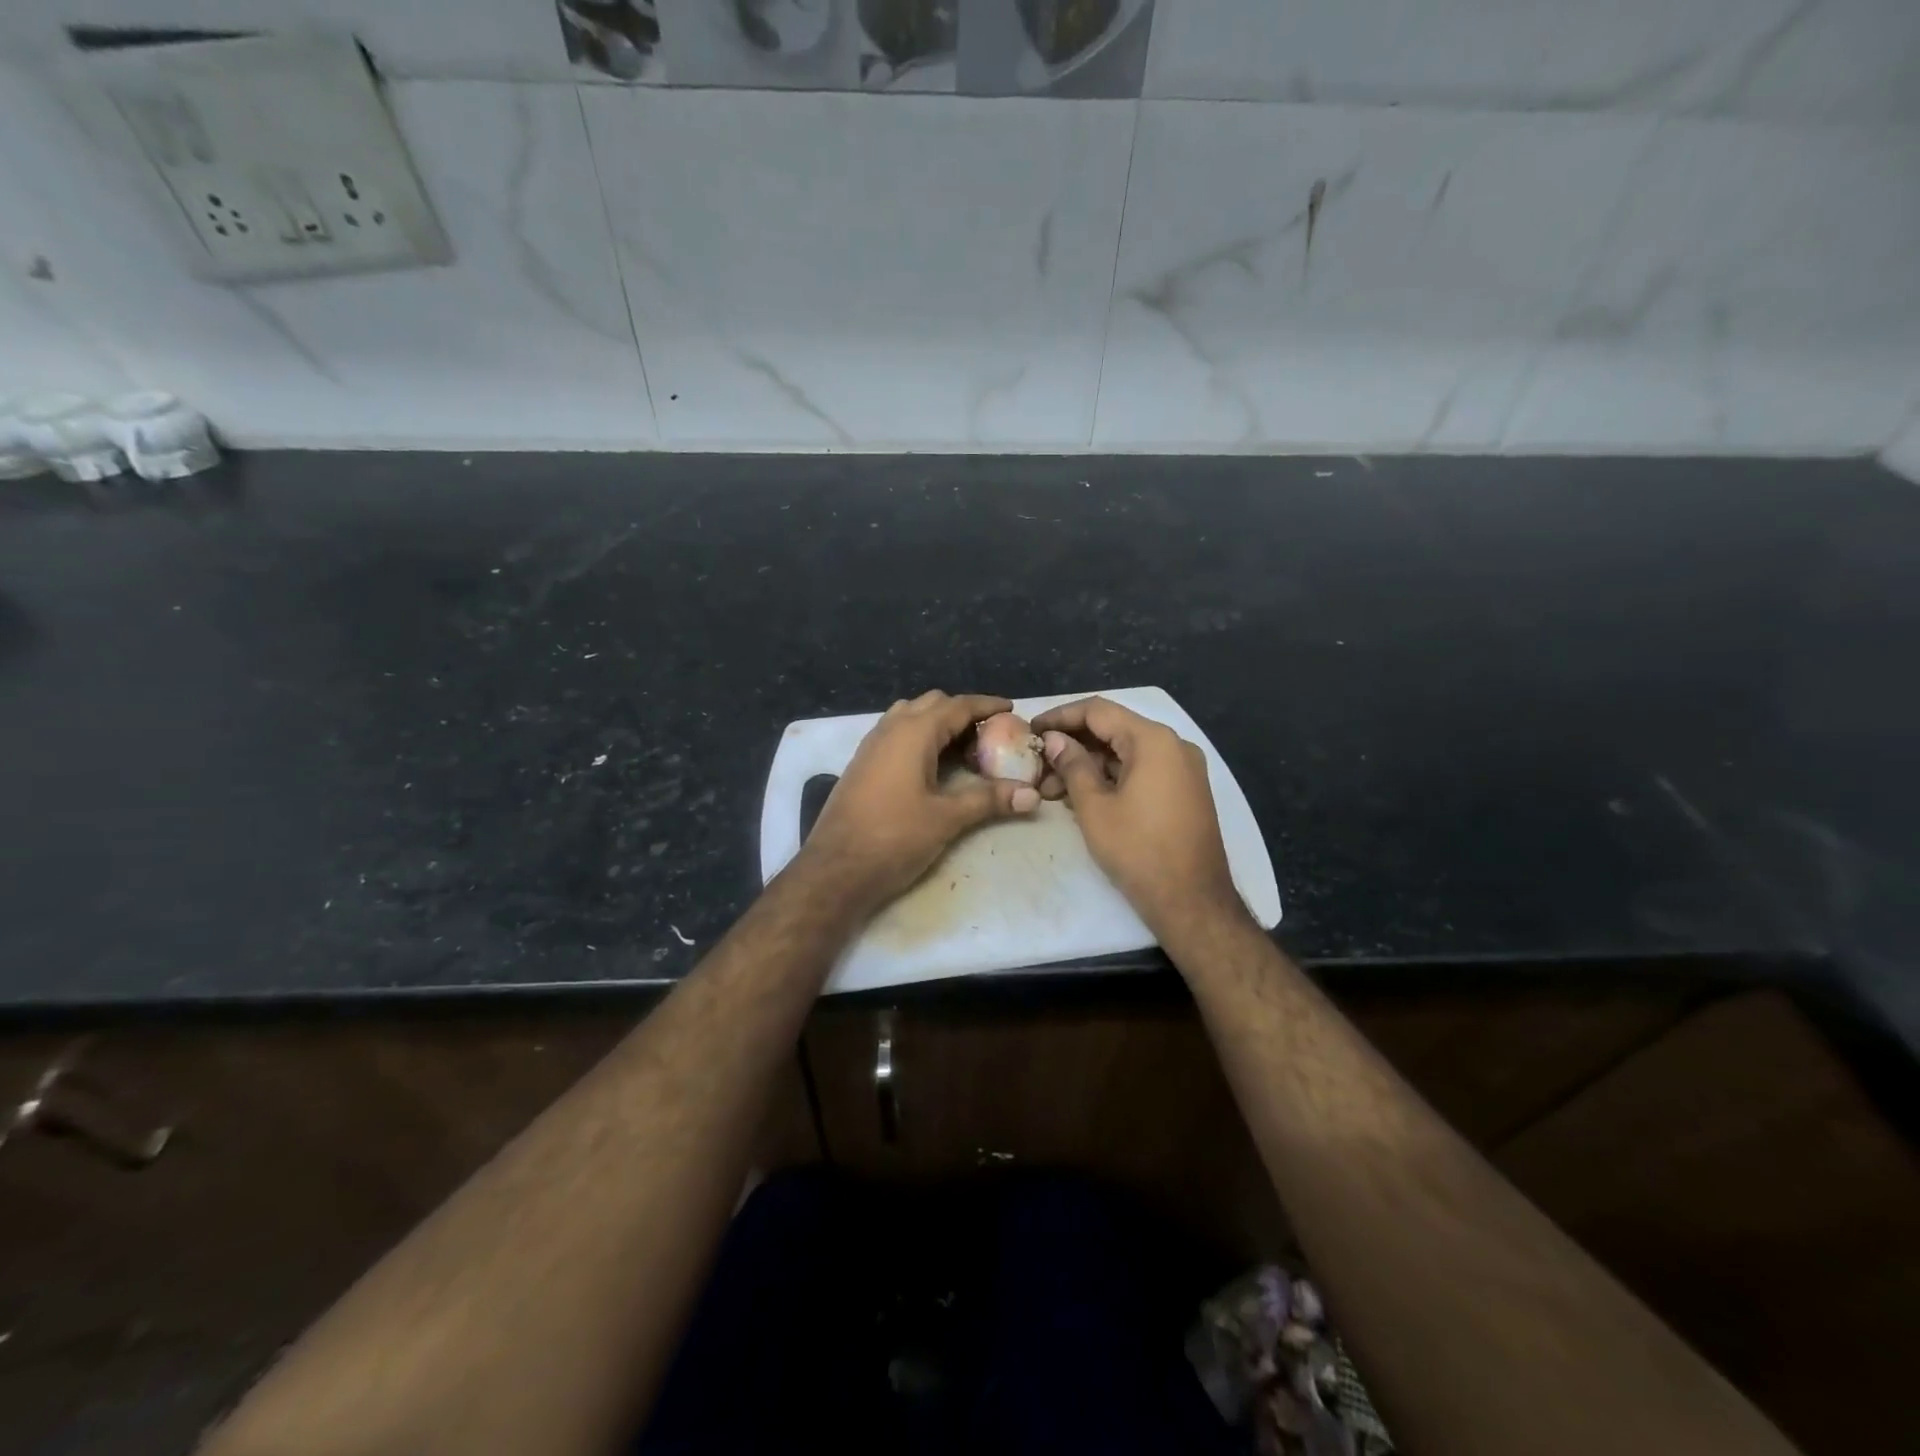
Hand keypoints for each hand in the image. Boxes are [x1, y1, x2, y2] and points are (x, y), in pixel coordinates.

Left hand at [799, 691, 1040, 913]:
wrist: (835, 869)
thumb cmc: (893, 838)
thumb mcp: (946, 818)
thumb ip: (989, 800)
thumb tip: (1033, 795)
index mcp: (913, 733)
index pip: (957, 705)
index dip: (986, 705)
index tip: (1011, 709)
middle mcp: (890, 729)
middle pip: (932, 704)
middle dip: (962, 713)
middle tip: (989, 735)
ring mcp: (871, 746)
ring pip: (910, 717)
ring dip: (937, 723)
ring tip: (962, 748)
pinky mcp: (861, 765)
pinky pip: (895, 734)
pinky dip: (919, 737)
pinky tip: (931, 766)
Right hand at [1032, 697, 1246, 939]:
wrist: (1192, 901)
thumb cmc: (1138, 850)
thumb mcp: (1094, 807)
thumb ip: (1072, 765)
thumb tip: (1054, 740)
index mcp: (1153, 740)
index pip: (1098, 711)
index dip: (1060, 716)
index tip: (1032, 730)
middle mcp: (1173, 745)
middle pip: (1114, 730)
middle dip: (1072, 745)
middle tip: (1038, 765)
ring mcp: (1183, 769)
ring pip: (1126, 753)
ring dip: (1089, 765)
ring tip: (1052, 789)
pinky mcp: (1185, 791)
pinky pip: (1142, 770)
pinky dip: (1111, 777)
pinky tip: (1082, 796)